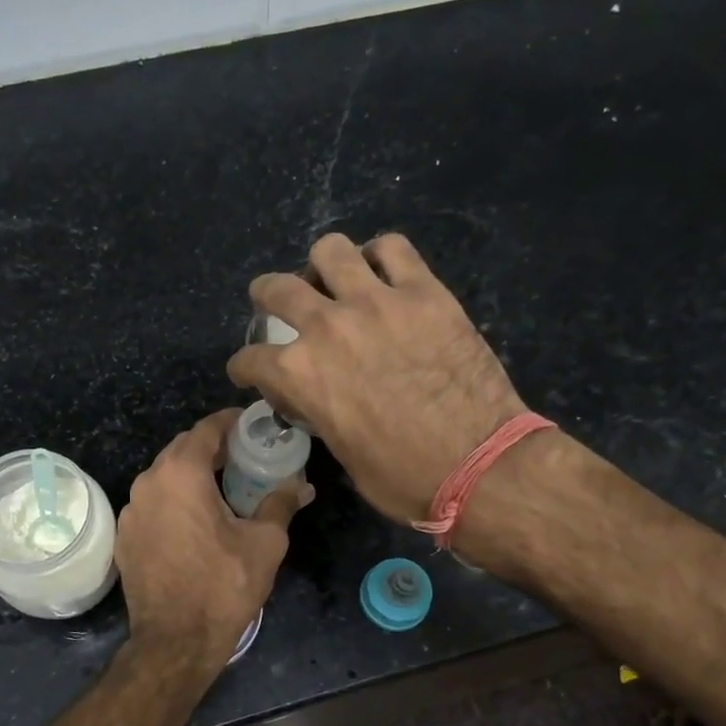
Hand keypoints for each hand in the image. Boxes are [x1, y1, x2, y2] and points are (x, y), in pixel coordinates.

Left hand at [116, 410, 312, 665]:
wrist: (175, 641)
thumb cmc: (223, 586)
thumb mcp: (264, 543)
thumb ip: (281, 504)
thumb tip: (301, 486)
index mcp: (181, 474)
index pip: (206, 429)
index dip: (231, 422)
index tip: (253, 425)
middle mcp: (148, 483)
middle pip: (182, 449)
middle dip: (213, 448)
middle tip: (245, 457)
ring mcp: (131, 511)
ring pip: (164, 477)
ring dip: (192, 474)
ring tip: (223, 488)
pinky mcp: (125, 536)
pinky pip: (153, 503)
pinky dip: (174, 500)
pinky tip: (195, 521)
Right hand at [227, 232, 526, 523]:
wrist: (479, 465)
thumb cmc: (403, 477)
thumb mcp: (341, 452)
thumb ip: (319, 412)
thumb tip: (315, 398)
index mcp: (299, 375)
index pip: (251, 359)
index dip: (246, 367)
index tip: (252, 371)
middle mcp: (326, 327)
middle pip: (276, 289)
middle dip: (266, 297)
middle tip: (276, 304)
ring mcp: (376, 302)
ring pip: (329, 250)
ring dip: (322, 266)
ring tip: (333, 281)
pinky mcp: (424, 292)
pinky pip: (392, 248)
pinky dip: (380, 256)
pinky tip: (382, 273)